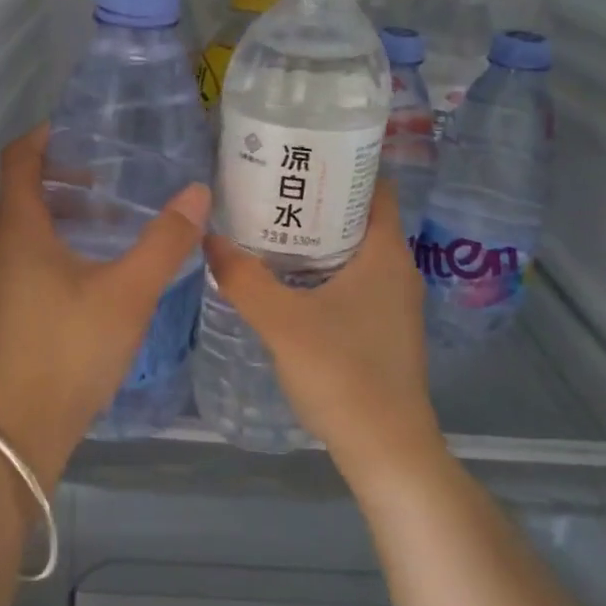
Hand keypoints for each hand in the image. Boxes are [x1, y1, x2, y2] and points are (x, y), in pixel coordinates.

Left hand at [0, 124, 210, 489]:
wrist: (22, 430)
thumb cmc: (72, 349)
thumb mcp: (128, 293)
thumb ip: (165, 241)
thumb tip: (197, 192)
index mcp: (16, 229)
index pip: (18, 158)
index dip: (46, 136)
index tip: (84, 130)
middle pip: (23, 190)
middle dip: (66, 177)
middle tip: (114, 177)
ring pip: (25, 225)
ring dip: (65, 213)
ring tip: (114, 220)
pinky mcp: (0, 307)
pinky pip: (24, 254)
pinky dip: (56, 242)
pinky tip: (95, 266)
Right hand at [203, 180, 446, 488]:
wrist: (386, 449)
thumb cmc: (343, 373)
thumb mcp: (282, 322)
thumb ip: (243, 278)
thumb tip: (208, 237)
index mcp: (385, 252)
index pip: (376, 185)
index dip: (342, 164)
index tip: (298, 157)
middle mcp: (397, 268)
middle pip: (360, 216)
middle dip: (318, 199)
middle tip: (269, 189)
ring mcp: (393, 301)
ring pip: (354, 251)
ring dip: (317, 237)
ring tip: (268, 227)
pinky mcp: (382, 328)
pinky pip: (352, 280)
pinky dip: (323, 269)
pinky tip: (286, 280)